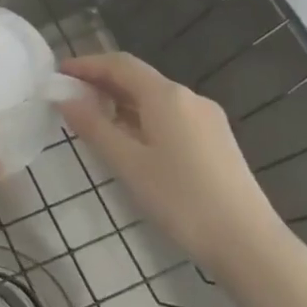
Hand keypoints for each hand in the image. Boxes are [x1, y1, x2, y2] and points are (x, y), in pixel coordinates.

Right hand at [60, 53, 292, 280]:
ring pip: (154, 99)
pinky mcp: (216, 140)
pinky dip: (141, 117)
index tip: (58, 73)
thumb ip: (93, 127)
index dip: (86, 64)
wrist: (248, 243)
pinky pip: (170, 116)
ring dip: (120, 102)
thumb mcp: (127, 164)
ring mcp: (207, 118)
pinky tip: (129, 140)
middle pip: (138, 78)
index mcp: (166, 96)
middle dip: (101, 83)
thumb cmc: (181, 200)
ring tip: (92, 120)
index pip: (119, 64)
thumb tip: (65, 98)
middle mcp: (189, 97)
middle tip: (68, 97)